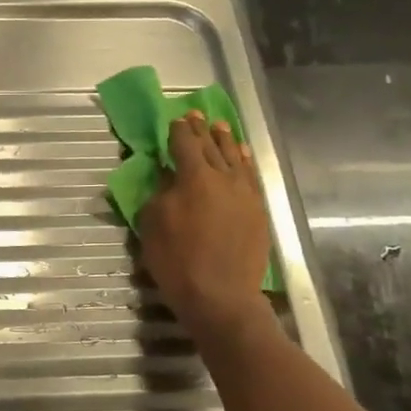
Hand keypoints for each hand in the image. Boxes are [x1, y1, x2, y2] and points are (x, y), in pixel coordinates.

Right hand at [139, 113, 275, 338]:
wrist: (221, 295)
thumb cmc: (178, 261)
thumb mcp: (152, 225)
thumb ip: (160, 194)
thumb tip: (169, 178)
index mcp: (194, 178)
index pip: (185, 144)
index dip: (178, 130)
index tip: (175, 120)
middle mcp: (224, 178)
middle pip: (212, 146)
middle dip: (202, 130)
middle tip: (196, 115)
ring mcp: (245, 193)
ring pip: (236, 158)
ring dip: (226, 141)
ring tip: (221, 127)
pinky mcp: (258, 210)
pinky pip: (251, 176)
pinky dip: (245, 162)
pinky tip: (242, 156)